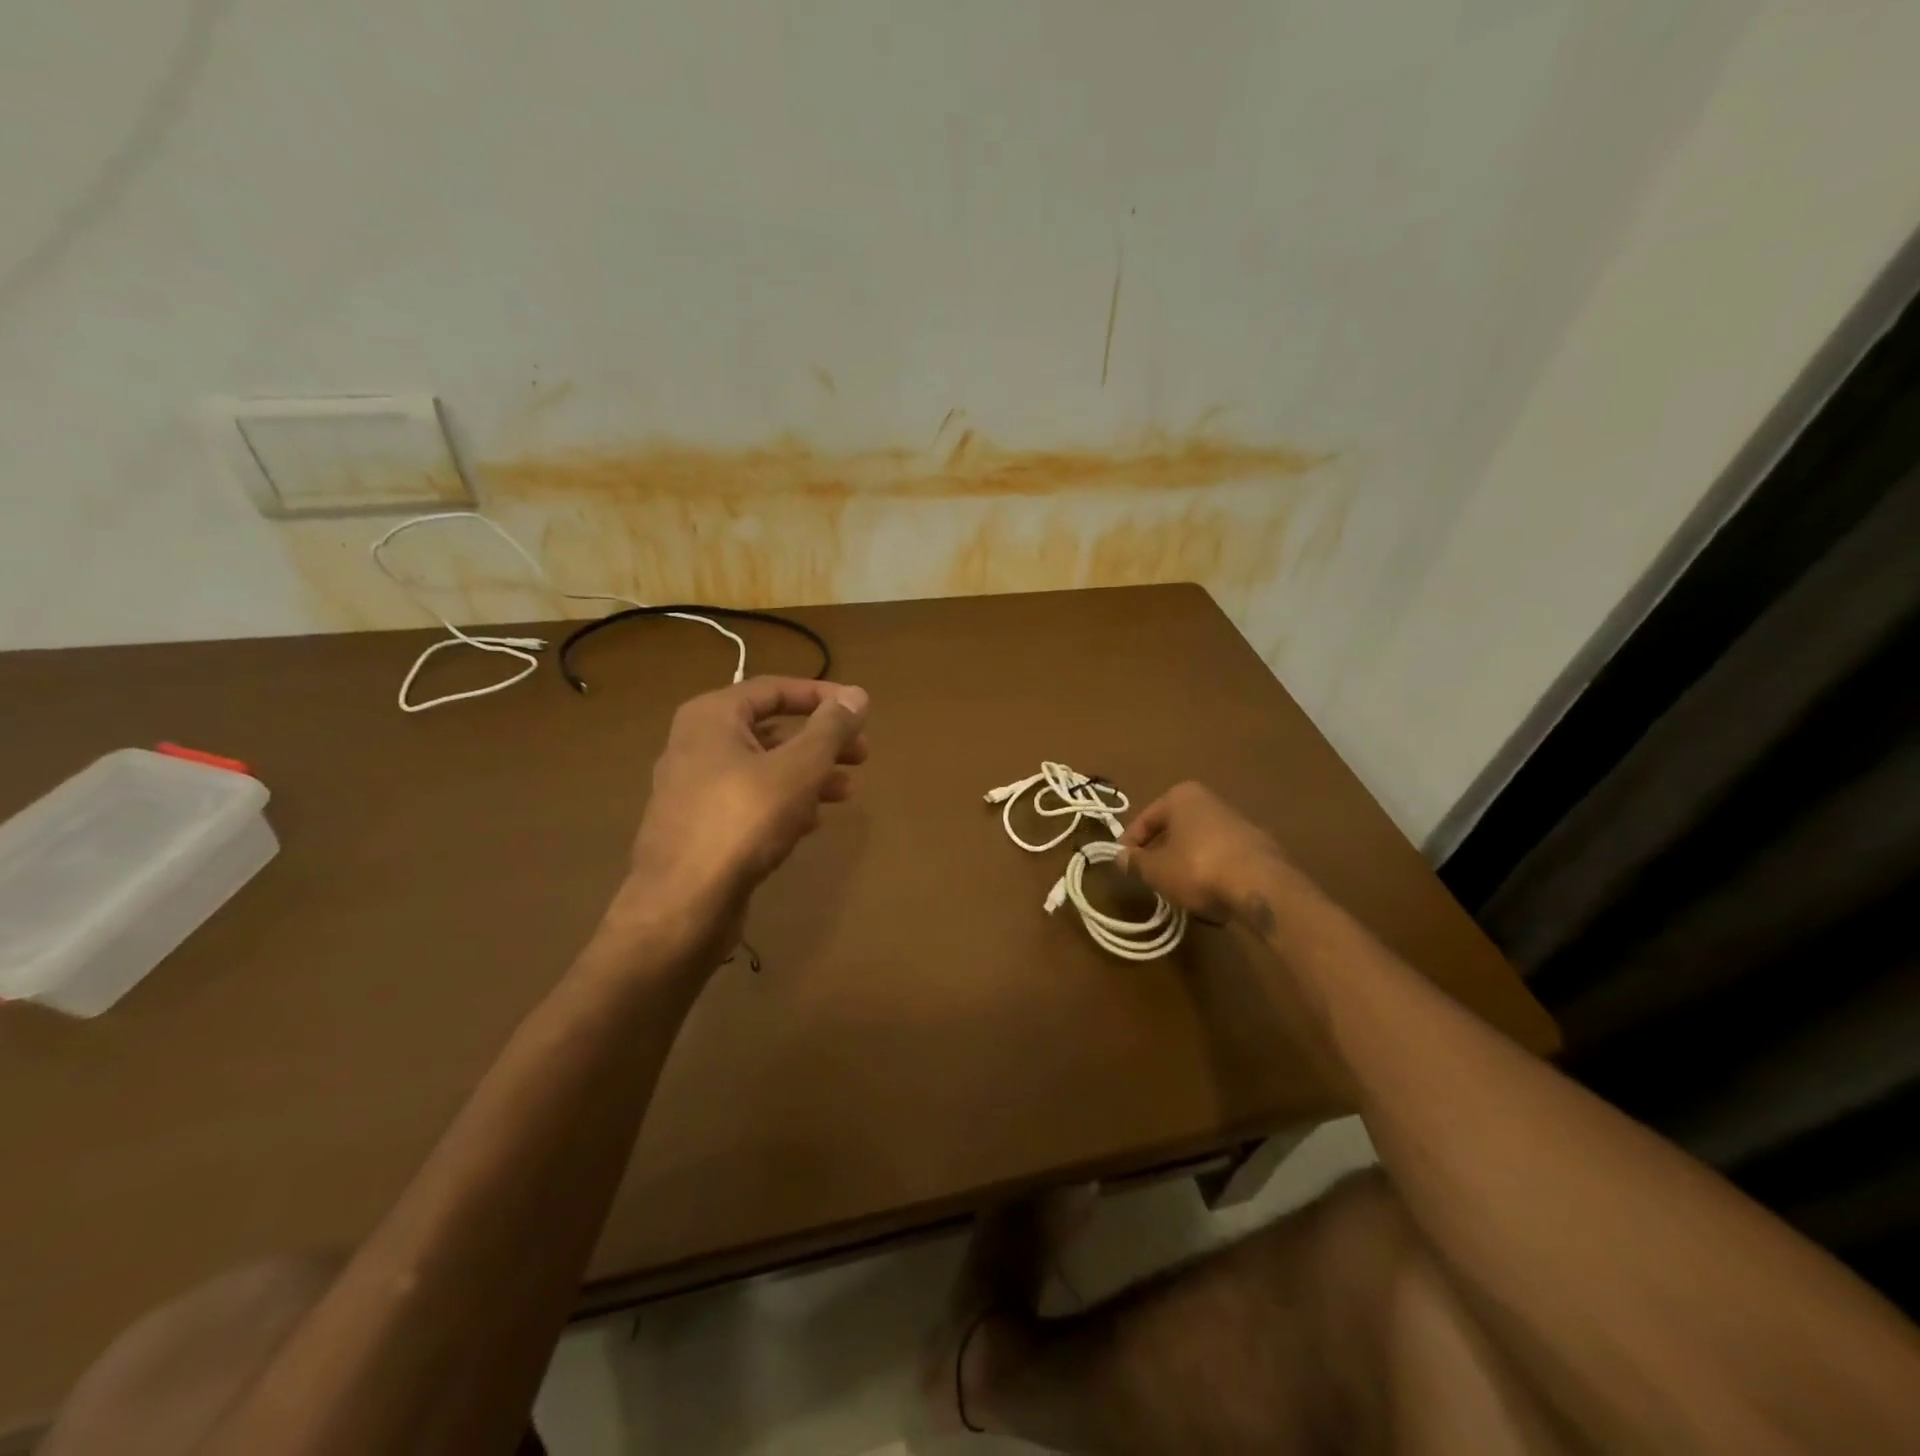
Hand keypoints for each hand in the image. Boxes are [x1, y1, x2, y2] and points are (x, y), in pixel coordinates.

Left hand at [610, 676, 869, 951]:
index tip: (860, 711)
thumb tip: (857, 695)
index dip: (821, 696)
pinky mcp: (700, 827)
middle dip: (820, 741)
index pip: (773, 689)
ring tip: (847, 791)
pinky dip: (784, 802)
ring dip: (808, 774)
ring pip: (763, 769)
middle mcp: (697, 745)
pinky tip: (811, 821)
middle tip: (863, 754)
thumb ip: (830, 728)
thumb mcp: (798, 768)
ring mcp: (694, 789)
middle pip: (771, 730)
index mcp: (712, 717)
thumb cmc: (743, 821)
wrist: (682, 905)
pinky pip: (750, 801)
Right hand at [1119, 781, 1285, 923]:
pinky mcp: (1256, 845)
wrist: (1260, 885)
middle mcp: (1209, 800)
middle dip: (1160, 852)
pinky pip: (1221, 856)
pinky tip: (1206, 892)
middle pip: (1174, 828)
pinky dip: (1209, 870)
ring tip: (1176, 889)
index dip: (1130, 844)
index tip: (1123, 865)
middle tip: (1148, 876)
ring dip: (1184, 862)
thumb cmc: (1197, 867)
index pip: (1145, 819)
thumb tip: (1120, 857)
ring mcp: (1237, 821)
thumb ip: (1135, 862)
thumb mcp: (1156, 869)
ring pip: (1197, 842)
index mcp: (1181, 796)